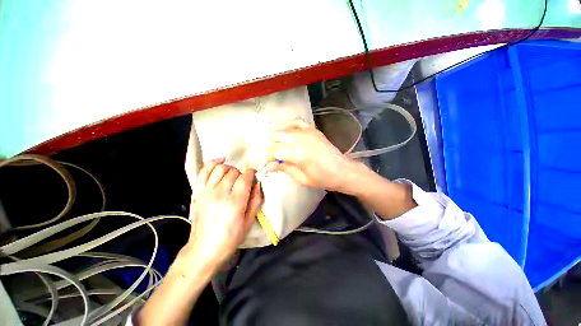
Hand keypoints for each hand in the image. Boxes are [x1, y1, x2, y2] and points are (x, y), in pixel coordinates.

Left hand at [186, 158, 262, 268]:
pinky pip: (204, 171)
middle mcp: (220, 193)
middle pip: (233, 172)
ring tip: (233, 175)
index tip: (254, 176)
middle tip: (244, 181)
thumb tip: (258, 184)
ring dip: (230, 168)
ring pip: (220, 169)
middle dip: (241, 173)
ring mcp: (207, 192)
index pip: (245, 178)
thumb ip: (256, 201)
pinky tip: (220, 161)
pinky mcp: (198, 192)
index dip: (251, 173)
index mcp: (235, 202)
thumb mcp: (249, 222)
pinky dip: (212, 163)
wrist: (203, 250)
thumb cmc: (230, 239)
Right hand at [269, 120, 363, 194]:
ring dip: (279, 139)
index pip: (275, 150)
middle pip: (277, 137)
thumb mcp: (302, 178)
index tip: (268, 164)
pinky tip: (290, 135)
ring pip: (284, 129)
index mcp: (299, 153)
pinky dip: (290, 128)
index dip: (268, 158)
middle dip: (272, 147)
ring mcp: (308, 132)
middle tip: (275, 158)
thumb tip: (272, 165)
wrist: (343, 171)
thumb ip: (285, 168)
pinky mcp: (313, 130)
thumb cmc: (324, 179)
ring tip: (282, 148)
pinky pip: (296, 123)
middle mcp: (302, 139)